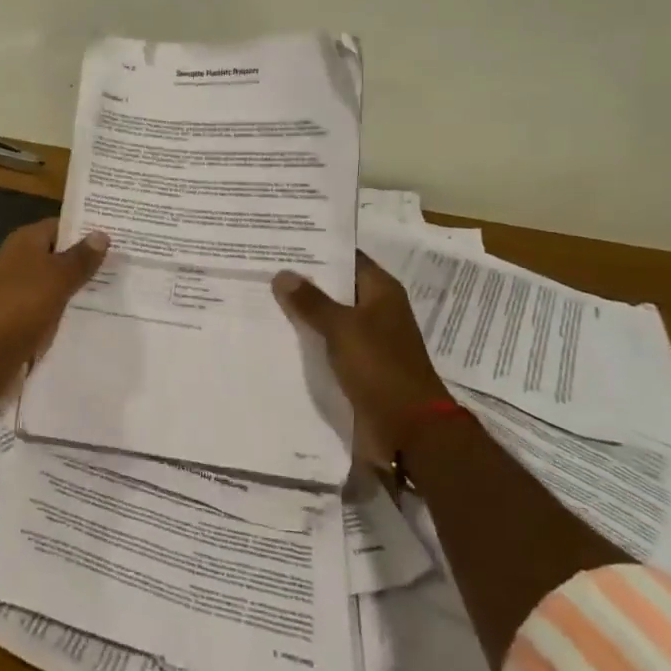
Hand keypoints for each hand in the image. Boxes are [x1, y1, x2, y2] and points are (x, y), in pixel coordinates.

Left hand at [0, 220, 109, 362]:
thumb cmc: (25, 303)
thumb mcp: (60, 276)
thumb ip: (82, 257)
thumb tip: (101, 234)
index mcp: (25, 240)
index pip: (60, 226)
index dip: (86, 230)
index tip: (117, 236)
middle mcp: (19, 259)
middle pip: (58, 253)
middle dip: (86, 259)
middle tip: (122, 263)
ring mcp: (18, 287)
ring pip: (55, 280)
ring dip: (78, 285)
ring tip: (115, 288)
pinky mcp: (20, 313)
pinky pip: (49, 303)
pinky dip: (66, 306)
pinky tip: (91, 313)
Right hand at [273, 254, 448, 454]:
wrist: (409, 428)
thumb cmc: (380, 367)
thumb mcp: (342, 328)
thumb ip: (311, 301)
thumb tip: (282, 273)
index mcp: (381, 291)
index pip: (346, 258)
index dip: (317, 249)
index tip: (283, 241)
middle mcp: (376, 310)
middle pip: (335, 287)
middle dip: (303, 281)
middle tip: (262, 267)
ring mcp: (368, 339)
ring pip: (329, 317)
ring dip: (303, 312)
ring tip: (261, 297)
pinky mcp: (358, 366)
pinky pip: (328, 344)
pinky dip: (308, 339)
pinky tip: (277, 334)